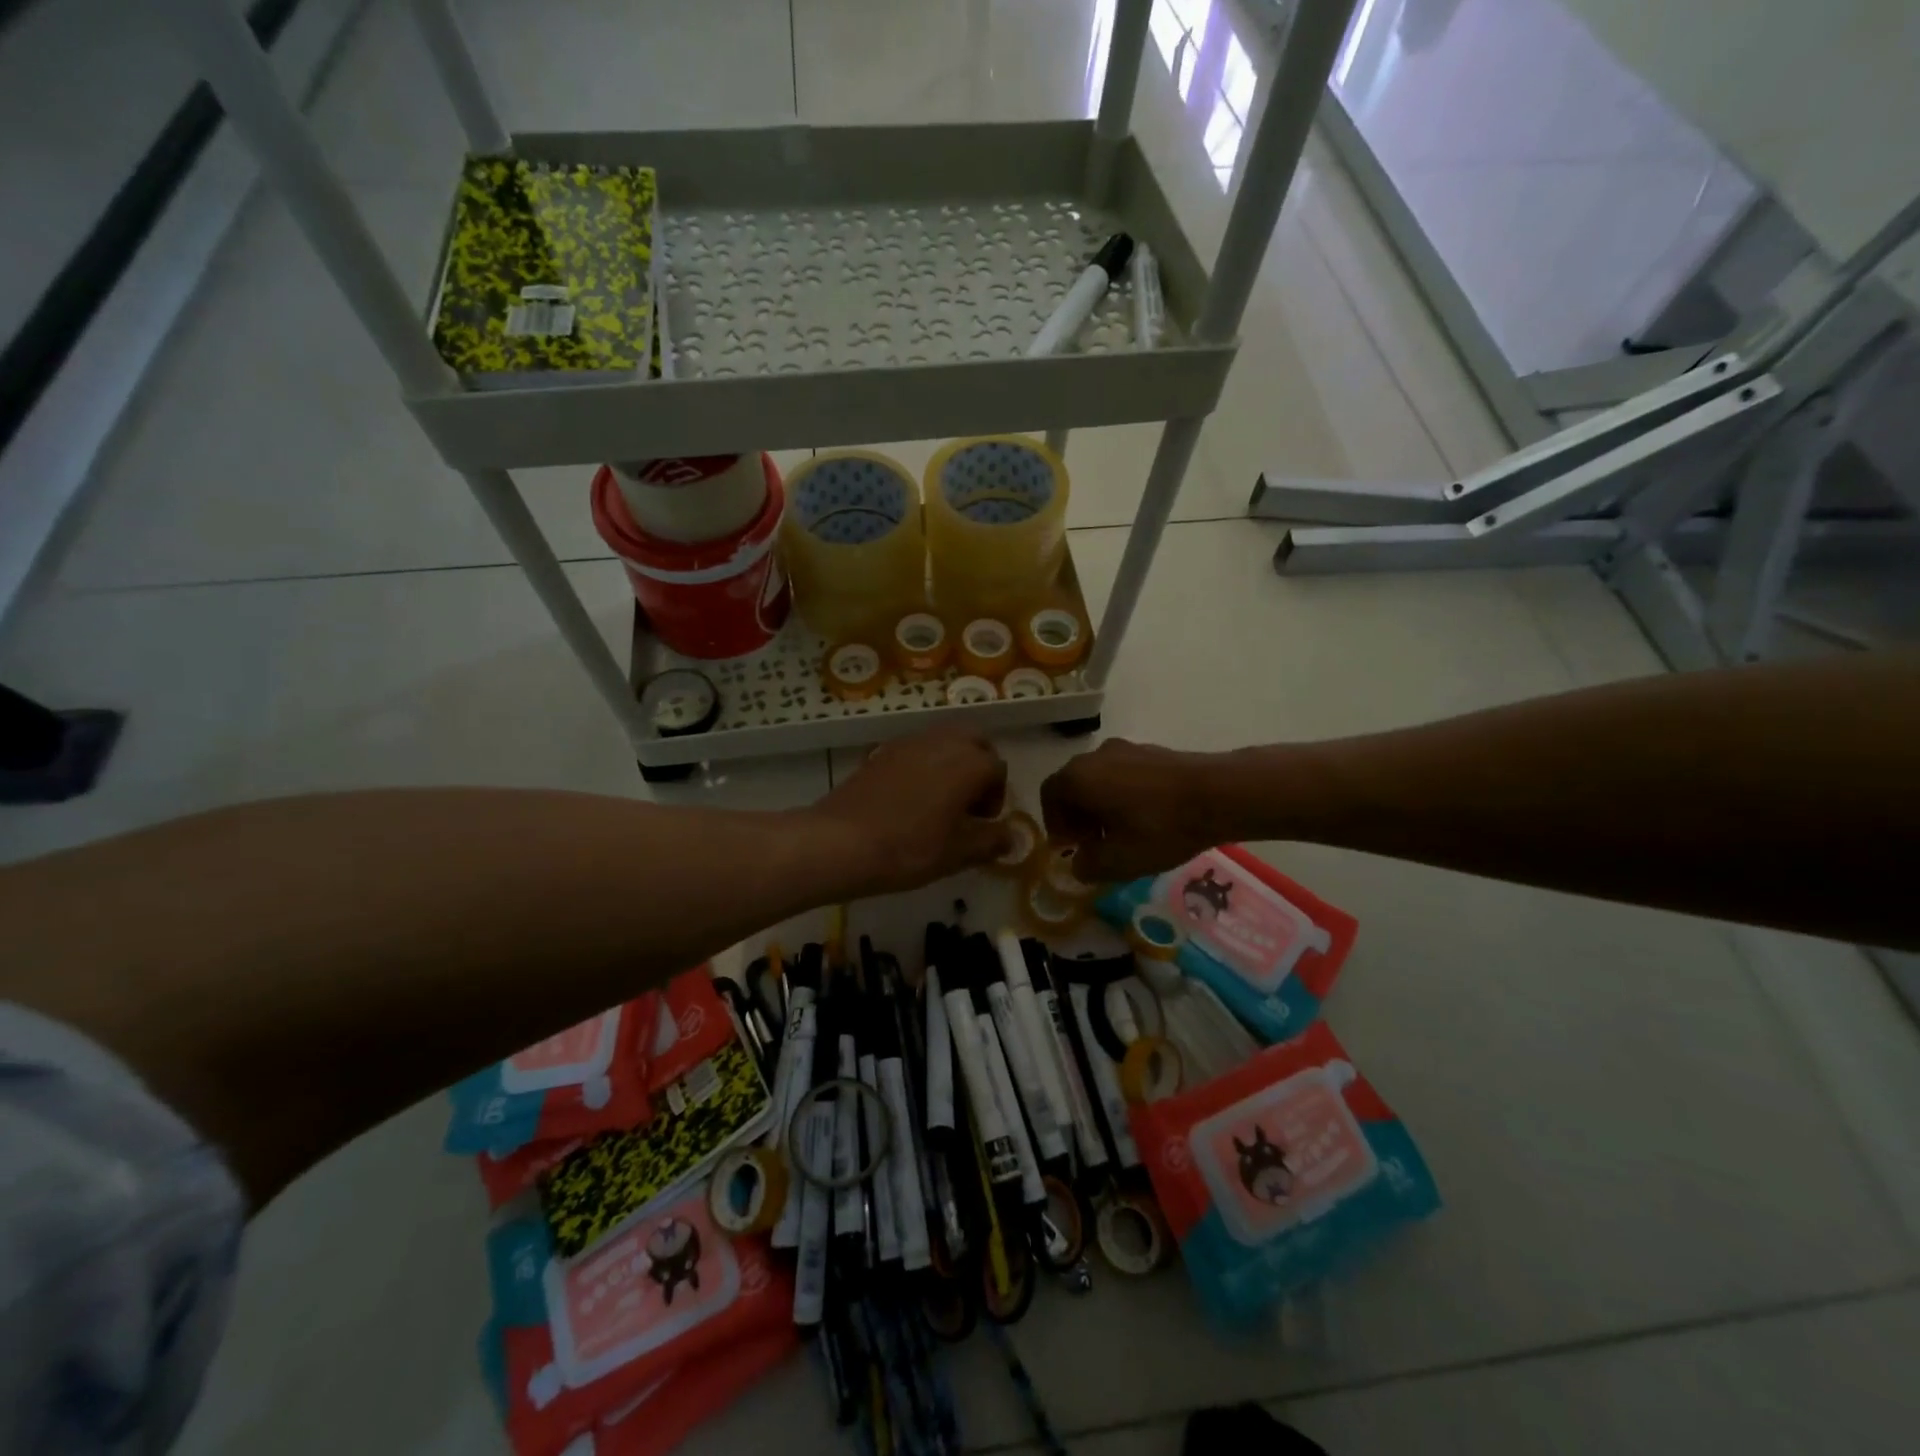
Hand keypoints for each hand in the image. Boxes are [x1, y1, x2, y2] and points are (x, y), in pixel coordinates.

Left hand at [803, 730, 1011, 896]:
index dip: (996, 797)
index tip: (982, 823)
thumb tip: (1012, 837)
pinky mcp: (882, 750)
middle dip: (979, 767)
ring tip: (941, 801)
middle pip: (975, 741)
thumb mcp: (956, 854)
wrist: (839, 842)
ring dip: (952, 762)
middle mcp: (942, 742)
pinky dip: (925, 764)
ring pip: (944, 740)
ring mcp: (909, 742)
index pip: (998, 769)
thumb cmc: (908, 849)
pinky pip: (917, 749)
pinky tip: (911, 798)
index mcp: (968, 763)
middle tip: (968, 803)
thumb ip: (990, 841)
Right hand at [1040, 739, 1223, 881]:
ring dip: (1101, 805)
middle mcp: (1095, 756)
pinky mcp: (1152, 751)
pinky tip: (1147, 817)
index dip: (1055, 825)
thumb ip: (1088, 866)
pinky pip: (1123, 773)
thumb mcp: (1119, 861)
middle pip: (1073, 785)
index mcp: (1078, 777)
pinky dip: (1123, 794)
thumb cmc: (1160, 828)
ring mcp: (1125, 749)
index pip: (1049, 797)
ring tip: (1122, 833)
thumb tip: (1079, 864)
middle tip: (1093, 844)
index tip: (1071, 848)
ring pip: (1099, 779)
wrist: (1218, 794)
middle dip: (1077, 815)